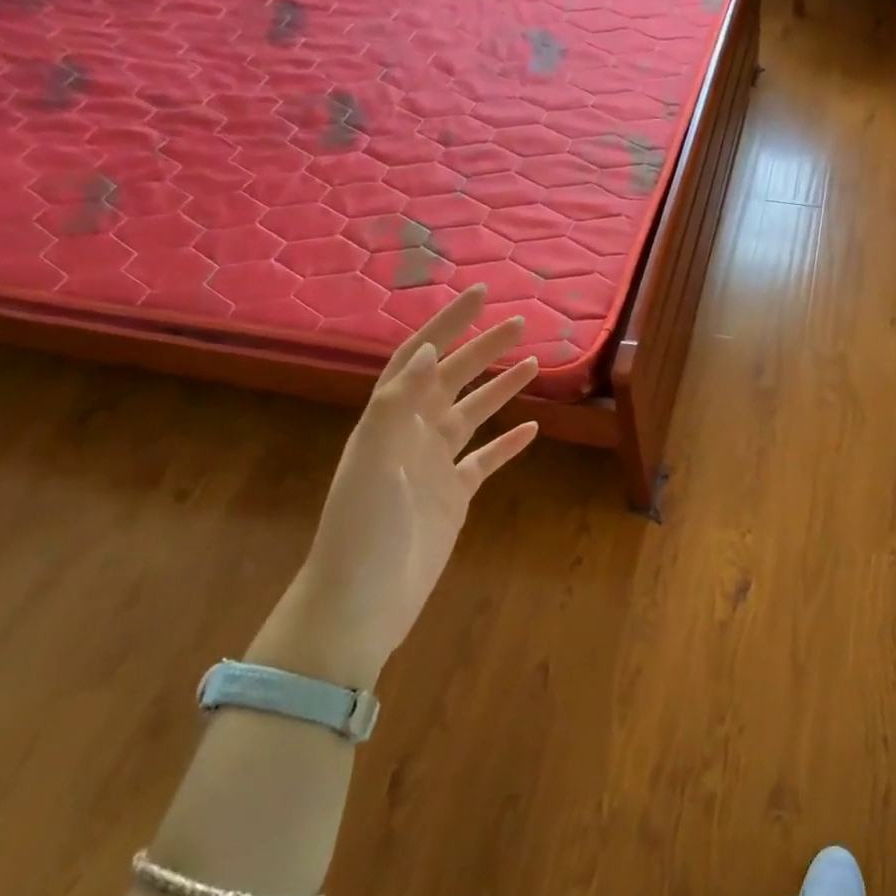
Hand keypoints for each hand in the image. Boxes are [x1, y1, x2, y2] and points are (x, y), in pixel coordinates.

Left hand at [253, 287, 538, 687]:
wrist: (362, 601)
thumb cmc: (362, 529)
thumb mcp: (373, 461)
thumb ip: (398, 404)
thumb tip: (429, 348)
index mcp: (388, 420)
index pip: (419, 358)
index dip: (446, 324)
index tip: (479, 295)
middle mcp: (411, 435)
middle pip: (452, 379)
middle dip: (483, 348)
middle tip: (520, 323)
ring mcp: (434, 466)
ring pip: (472, 414)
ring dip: (500, 388)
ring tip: (534, 363)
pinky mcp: (454, 496)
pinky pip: (485, 459)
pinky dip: (507, 442)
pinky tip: (532, 428)